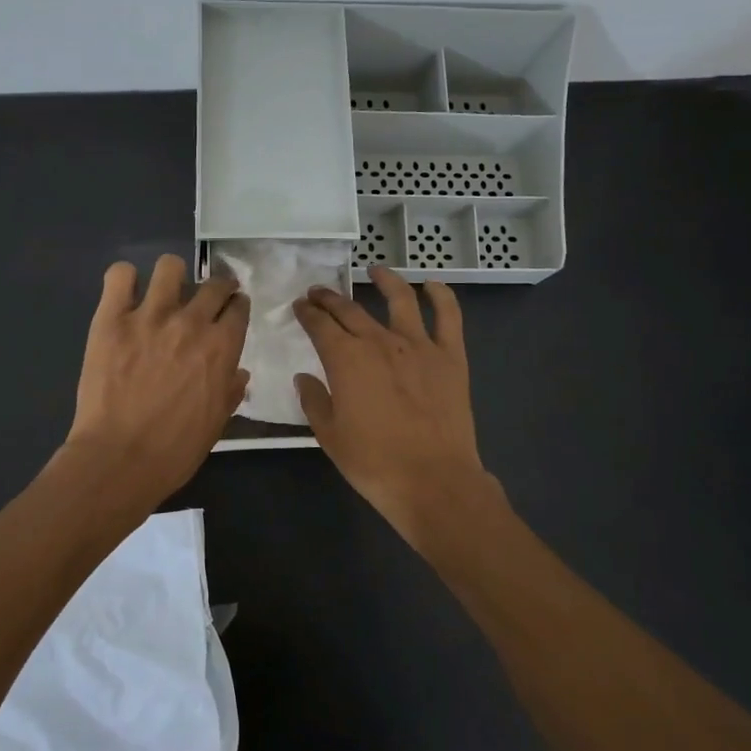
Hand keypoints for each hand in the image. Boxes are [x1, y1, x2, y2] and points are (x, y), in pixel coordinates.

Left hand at [64, 254, 250, 500]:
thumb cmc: (175, 450)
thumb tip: (238, 373)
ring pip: (170, 267)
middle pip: (213, 284)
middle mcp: (191, 322)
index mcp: (222, 347)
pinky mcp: (111, 319)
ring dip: (173, 276)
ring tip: (165, 292)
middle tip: (205, 300)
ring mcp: (149, 316)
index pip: (239, 308)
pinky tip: (124, 295)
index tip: (231, 312)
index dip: (236, 308)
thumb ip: (230, 391)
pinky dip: (124, 280)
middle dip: (216, 288)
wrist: (119, 459)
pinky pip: (119, 275)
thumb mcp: (217, 424)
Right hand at [293, 265, 500, 550]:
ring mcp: (419, 345)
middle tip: (319, 293)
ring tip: (375, 269)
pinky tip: (432, 285)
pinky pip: (448, 316)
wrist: (432, 481)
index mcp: (346, 359)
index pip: (320, 325)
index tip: (300, 306)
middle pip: (350, 310)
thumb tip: (305, 378)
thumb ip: (314, 400)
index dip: (307, 313)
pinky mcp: (450, 357)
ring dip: (385, 280)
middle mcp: (380, 342)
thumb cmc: (374, 462)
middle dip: (330, 298)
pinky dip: (441, 296)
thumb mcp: (329, 435)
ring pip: (400, 299)